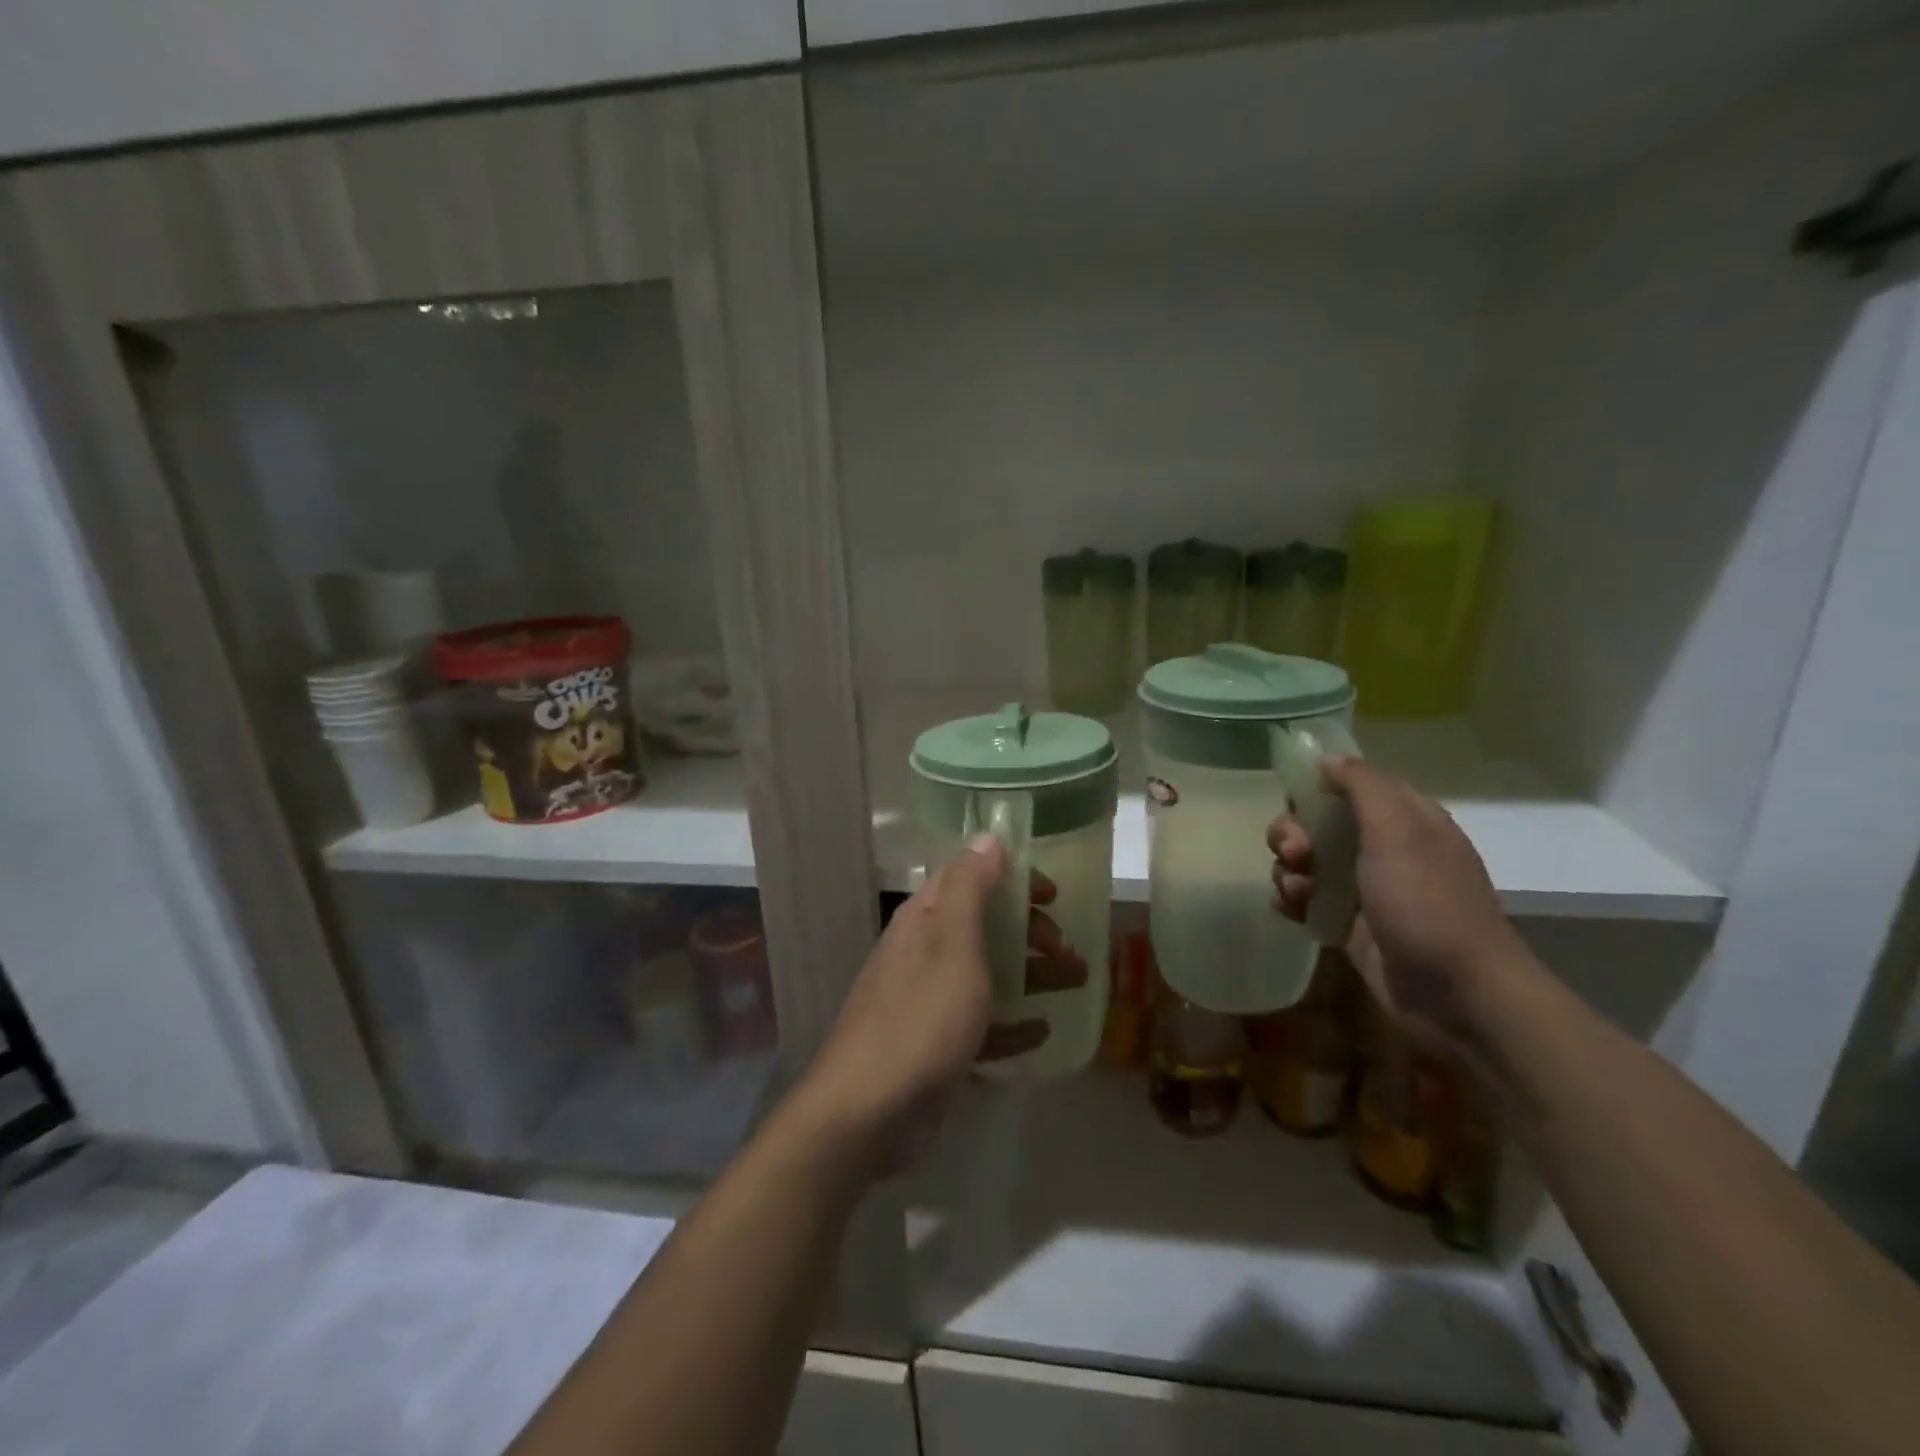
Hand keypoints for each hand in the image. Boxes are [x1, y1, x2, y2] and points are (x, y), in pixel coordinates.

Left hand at [800, 840, 1090, 1171]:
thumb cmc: (920, 1017)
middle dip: (1029, 932)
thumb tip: (987, 836)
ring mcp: (928, 1002)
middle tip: (1068, 950)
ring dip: (1030, 975)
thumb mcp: (952, 943)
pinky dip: (1012, 1025)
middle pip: (983, 927)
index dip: (1012, 880)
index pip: (969, 879)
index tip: (1054, 894)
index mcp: (923, 921)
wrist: (868, 1112)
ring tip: (1076, 982)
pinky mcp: (936, 1047)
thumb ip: (970, 888)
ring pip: (987, 975)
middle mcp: (924, 953)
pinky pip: (982, 1025)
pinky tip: (1043, 1032)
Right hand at [1270, 758, 1532, 1047]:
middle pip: (1317, 824)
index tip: (1295, 802)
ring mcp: (1365, 890)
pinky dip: (1292, 900)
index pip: (1348, 786)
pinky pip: (1307, 900)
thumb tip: (1326, 759)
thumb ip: (1363, 786)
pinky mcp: (1349, 926)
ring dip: (1289, 870)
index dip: (1315, 789)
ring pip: (1306, 862)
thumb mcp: (1399, 831)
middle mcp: (1383, 849)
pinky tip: (1292, 910)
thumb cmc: (1427, 903)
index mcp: (1404, 820)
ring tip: (1297, 890)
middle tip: (1296, 854)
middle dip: (1293, 834)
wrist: (1458, 995)